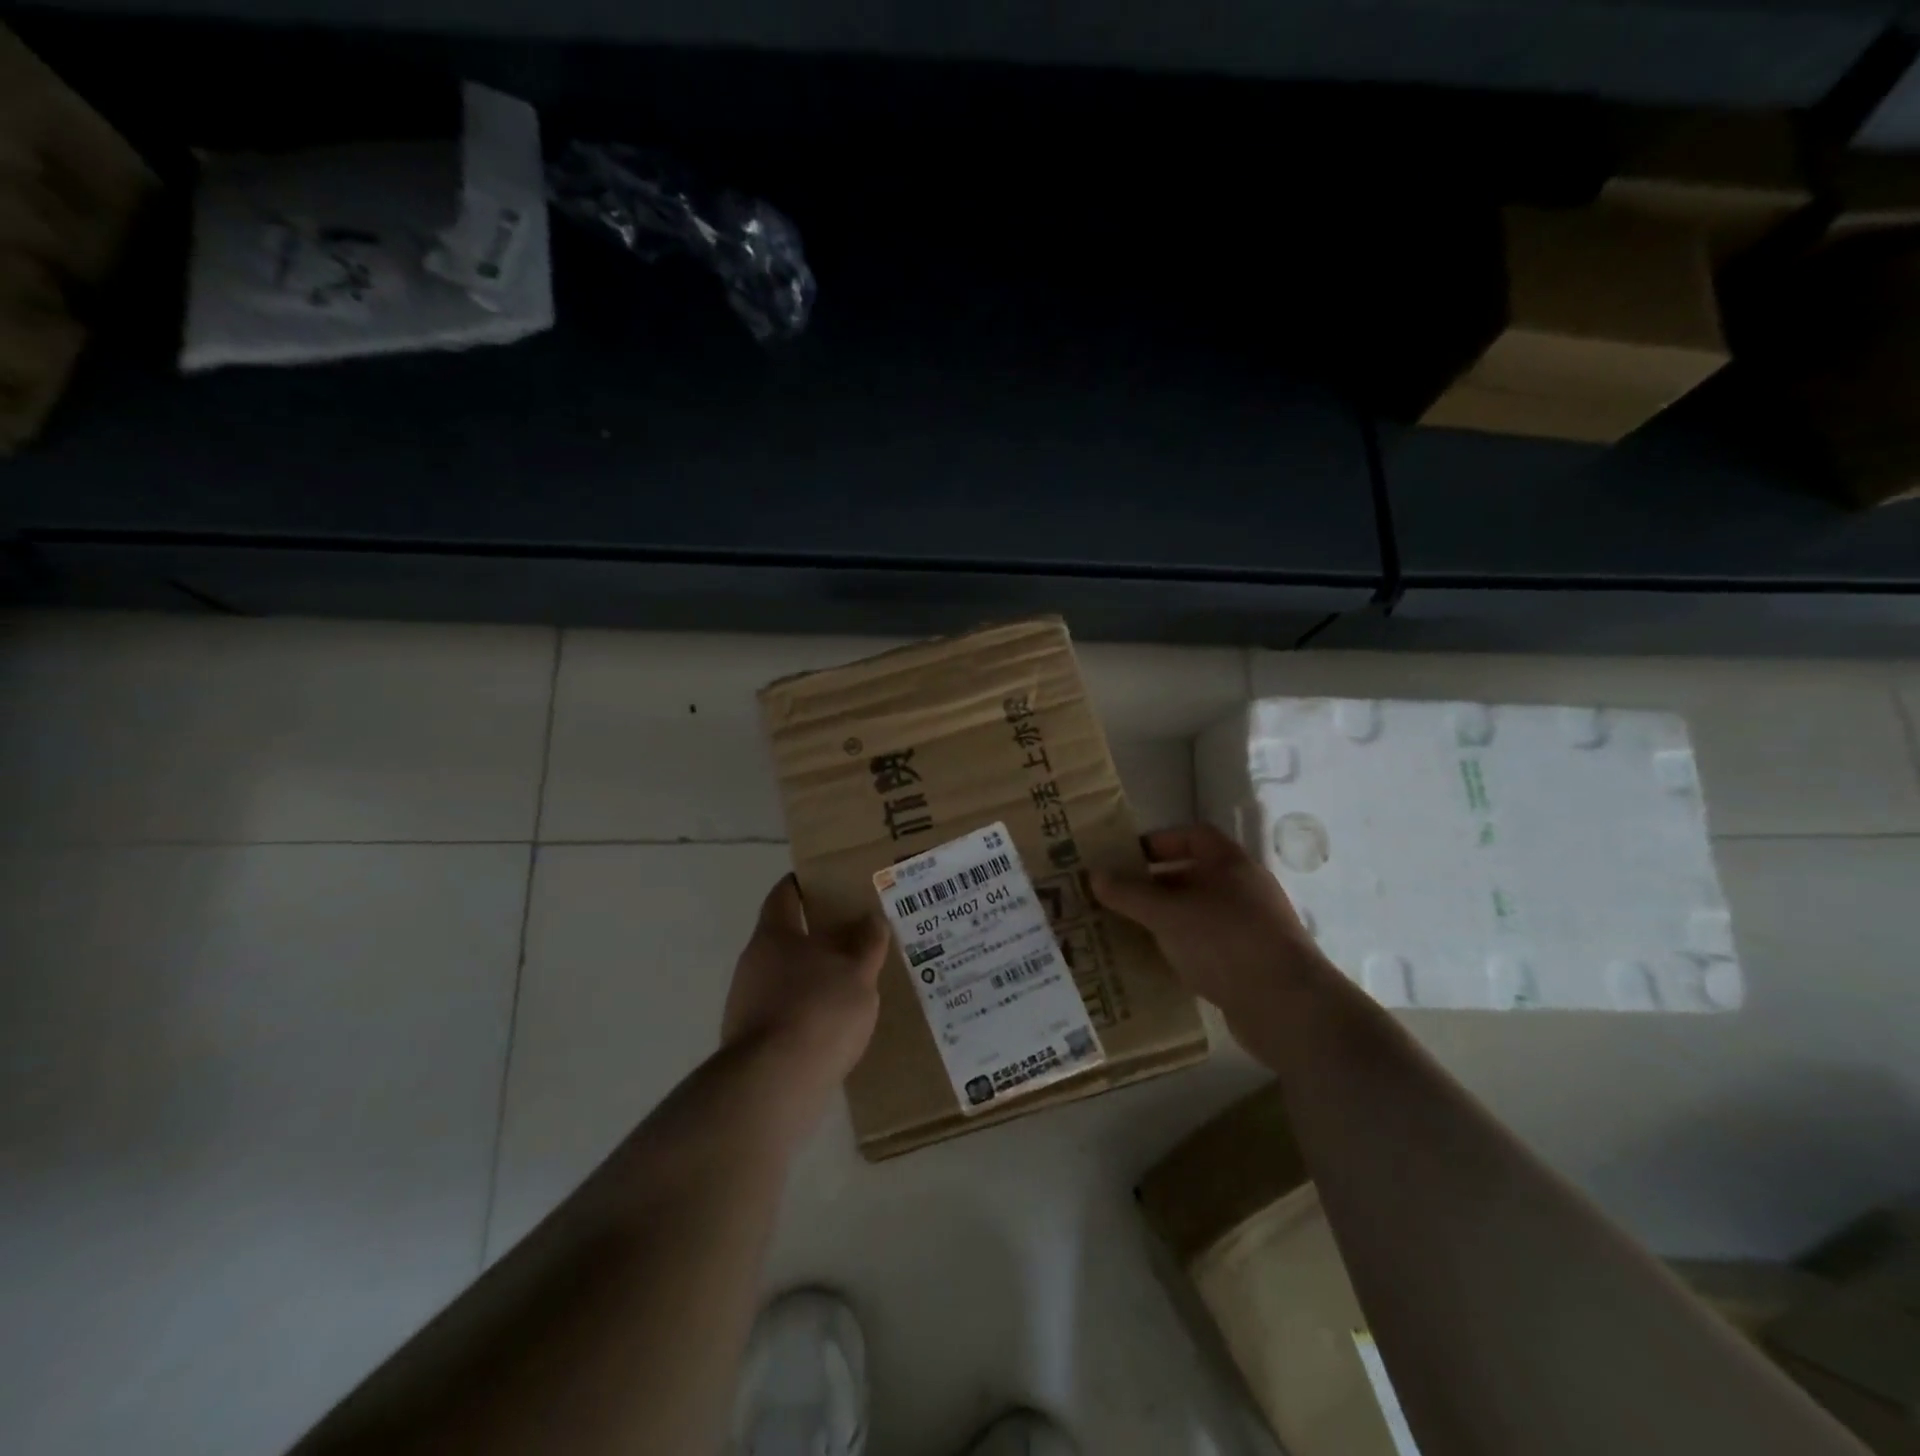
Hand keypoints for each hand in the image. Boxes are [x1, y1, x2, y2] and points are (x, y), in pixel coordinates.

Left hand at [722, 876, 887, 1114]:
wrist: (773, 1085)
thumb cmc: (818, 1012)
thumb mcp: (858, 974)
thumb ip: (867, 944)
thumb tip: (871, 918)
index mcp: (775, 935)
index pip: (784, 895)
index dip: (802, 885)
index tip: (825, 882)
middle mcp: (753, 962)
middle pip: (785, 937)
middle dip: (816, 935)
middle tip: (854, 935)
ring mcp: (746, 1003)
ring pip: (784, 976)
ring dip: (812, 976)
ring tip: (850, 982)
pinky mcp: (751, 1040)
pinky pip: (783, 1011)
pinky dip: (805, 1010)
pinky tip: (832, 1023)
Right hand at [1092, 824, 1330, 1036]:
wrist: (1288, 1007)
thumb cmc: (1225, 942)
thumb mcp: (1167, 914)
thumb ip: (1129, 893)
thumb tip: (1094, 874)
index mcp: (1230, 864)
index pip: (1193, 836)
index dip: (1159, 841)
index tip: (1126, 857)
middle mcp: (1245, 889)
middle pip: (1194, 875)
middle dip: (1155, 884)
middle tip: (1118, 897)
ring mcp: (1252, 927)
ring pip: (1199, 913)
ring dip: (1167, 919)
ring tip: (1130, 930)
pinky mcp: (1253, 963)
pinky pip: (1209, 945)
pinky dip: (1184, 948)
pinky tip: (1160, 962)